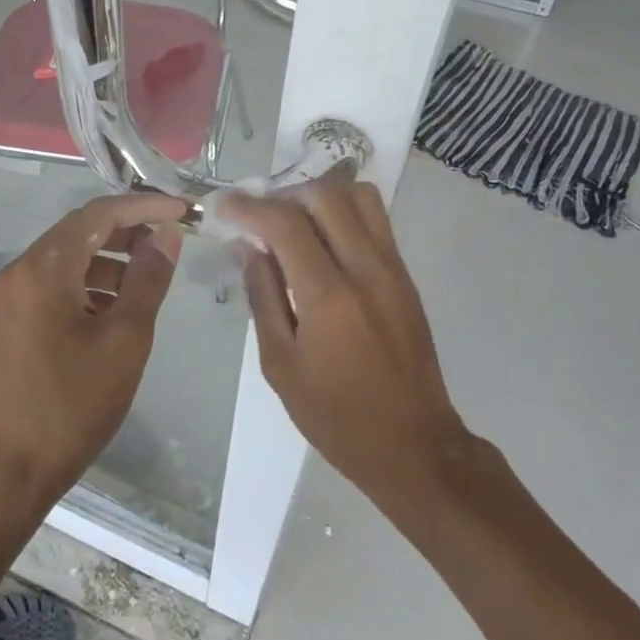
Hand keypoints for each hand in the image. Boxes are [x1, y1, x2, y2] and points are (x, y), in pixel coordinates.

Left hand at [0, 191, 185, 515]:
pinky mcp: (12, 319)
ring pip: (69, 258)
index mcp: (44, 268)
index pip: (99, 213)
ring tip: (152, 276)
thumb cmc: (74, 403)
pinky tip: (119, 306)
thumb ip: (148, 279)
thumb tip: (166, 235)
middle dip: (129, 230)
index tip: (184, 210)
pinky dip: (90, 284)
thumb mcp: (125, 339)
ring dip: (111, 259)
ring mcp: (11, 295)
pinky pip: (56, 284)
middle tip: (173, 239)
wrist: (13, 468)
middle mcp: (21, 270)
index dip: (145, 206)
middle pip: (81, 231)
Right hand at [218, 182, 466, 499]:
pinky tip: (320, 240)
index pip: (285, 223)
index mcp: (329, 296)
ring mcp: (393, 269)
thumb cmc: (336, 416)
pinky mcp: (406, 276)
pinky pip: (375, 220)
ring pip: (359, 197)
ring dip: (318, 196)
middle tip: (258, 216)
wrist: (414, 445)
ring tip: (292, 221)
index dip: (249, 207)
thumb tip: (247, 247)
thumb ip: (262, 296)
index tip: (225, 206)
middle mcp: (366, 269)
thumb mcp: (280, 364)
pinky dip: (343, 212)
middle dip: (283, 195)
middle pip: (326, 195)